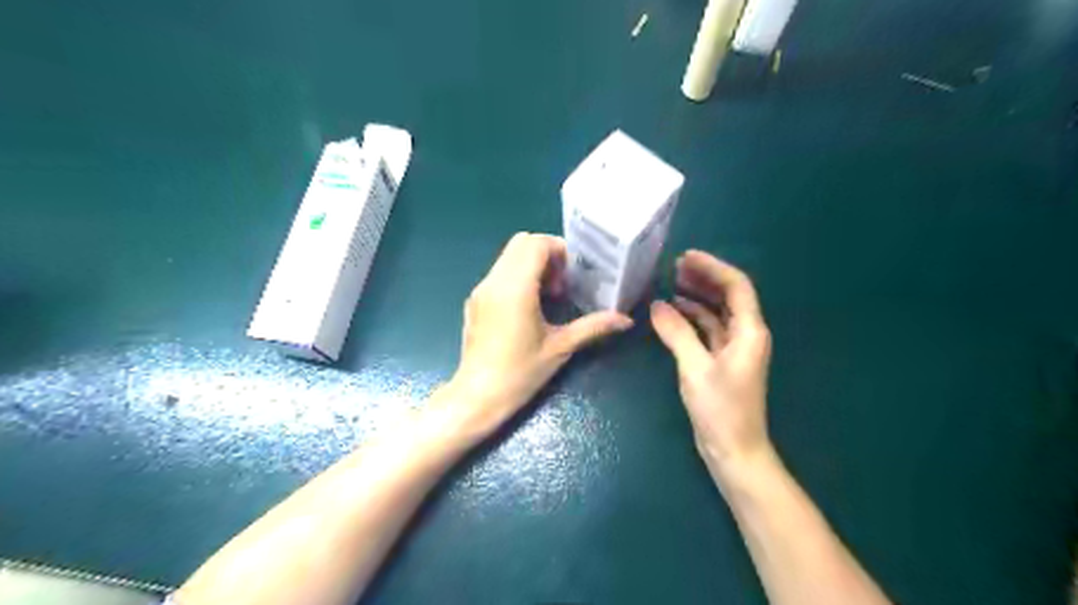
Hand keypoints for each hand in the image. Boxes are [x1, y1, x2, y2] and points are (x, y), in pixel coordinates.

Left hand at [451, 231, 632, 434]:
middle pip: (520, 242)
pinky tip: (528, 307)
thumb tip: (626, 320)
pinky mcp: (474, 300)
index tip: (572, 275)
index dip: (559, 250)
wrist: (478, 395)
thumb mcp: (561, 347)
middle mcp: (494, 281)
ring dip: (531, 265)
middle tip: (562, 283)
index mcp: (516, 288)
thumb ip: (593, 326)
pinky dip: (517, 276)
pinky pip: (498, 273)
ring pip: (507, 256)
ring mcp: (481, 289)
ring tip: (548, 297)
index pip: (536, 243)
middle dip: (546, 254)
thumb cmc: (521, 372)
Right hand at [653, 248, 769, 477]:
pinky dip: (692, 318)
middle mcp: (746, 334)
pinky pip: (708, 329)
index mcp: (750, 331)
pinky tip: (673, 313)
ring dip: (697, 296)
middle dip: (704, 278)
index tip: (685, 257)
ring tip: (671, 283)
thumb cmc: (721, 409)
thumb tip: (656, 305)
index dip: (712, 267)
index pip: (736, 286)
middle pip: (728, 295)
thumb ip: (676, 333)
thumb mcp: (695, 368)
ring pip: (717, 312)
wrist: (734, 450)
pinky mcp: (722, 361)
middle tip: (674, 266)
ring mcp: (735, 348)